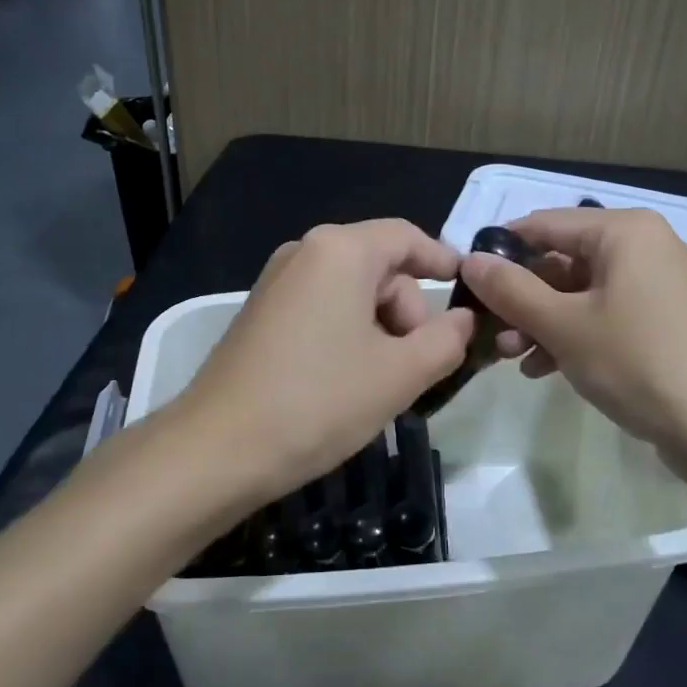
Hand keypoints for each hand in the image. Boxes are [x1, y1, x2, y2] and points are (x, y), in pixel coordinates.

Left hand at [173, 220, 474, 507]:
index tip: (468, 292)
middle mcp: (305, 251)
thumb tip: (463, 319)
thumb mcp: (400, 374)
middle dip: (408, 311)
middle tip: (415, 367)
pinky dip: (348, 334)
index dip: (443, 260)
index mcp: (340, 250)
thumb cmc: (319, 401)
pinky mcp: (261, 312)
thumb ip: (447, 339)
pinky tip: (346, 380)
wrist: (217, 449)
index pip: (407, 236)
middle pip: (380, 266)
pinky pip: (322, 307)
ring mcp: (277, 281)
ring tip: (380, 383)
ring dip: (380, 328)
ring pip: (352, 291)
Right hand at [460, 207, 686, 488]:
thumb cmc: (640, 363)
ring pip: (581, 293)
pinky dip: (574, 336)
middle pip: (562, 260)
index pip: (543, 224)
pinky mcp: (665, 322)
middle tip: (492, 334)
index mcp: (623, 232)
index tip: (467, 283)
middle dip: (523, 298)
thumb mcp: (564, 326)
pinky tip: (545, 369)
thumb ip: (512, 290)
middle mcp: (643, 247)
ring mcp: (657, 286)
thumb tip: (470, 260)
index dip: (501, 252)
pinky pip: (606, 315)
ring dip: (543, 321)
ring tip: (514, 358)